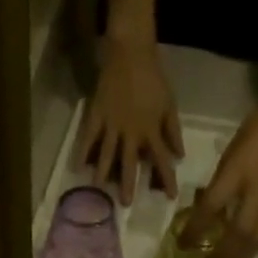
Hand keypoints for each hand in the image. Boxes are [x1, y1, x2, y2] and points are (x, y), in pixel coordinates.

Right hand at [80, 38, 182, 205]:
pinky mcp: (96, 115)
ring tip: (99, 190)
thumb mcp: (169, 105)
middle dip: (129, 184)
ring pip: (107, 153)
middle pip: (130, 162)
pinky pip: (88, 137)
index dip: (166, 179)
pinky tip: (77, 168)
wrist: (131, 53)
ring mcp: (112, 124)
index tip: (170, 197)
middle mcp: (131, 131)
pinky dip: (83, 152)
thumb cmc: (154, 78)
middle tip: (126, 204)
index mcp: (151, 129)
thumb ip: (173, 131)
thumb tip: (179, 155)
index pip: (161, 159)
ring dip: (104, 173)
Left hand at [189, 98, 257, 257]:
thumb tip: (206, 204)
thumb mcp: (231, 151)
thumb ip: (220, 181)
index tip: (182, 245)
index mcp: (237, 173)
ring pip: (256, 239)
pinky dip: (252, 248)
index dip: (195, 230)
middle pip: (239, 235)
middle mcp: (257, 191)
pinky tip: (243, 256)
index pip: (210, 209)